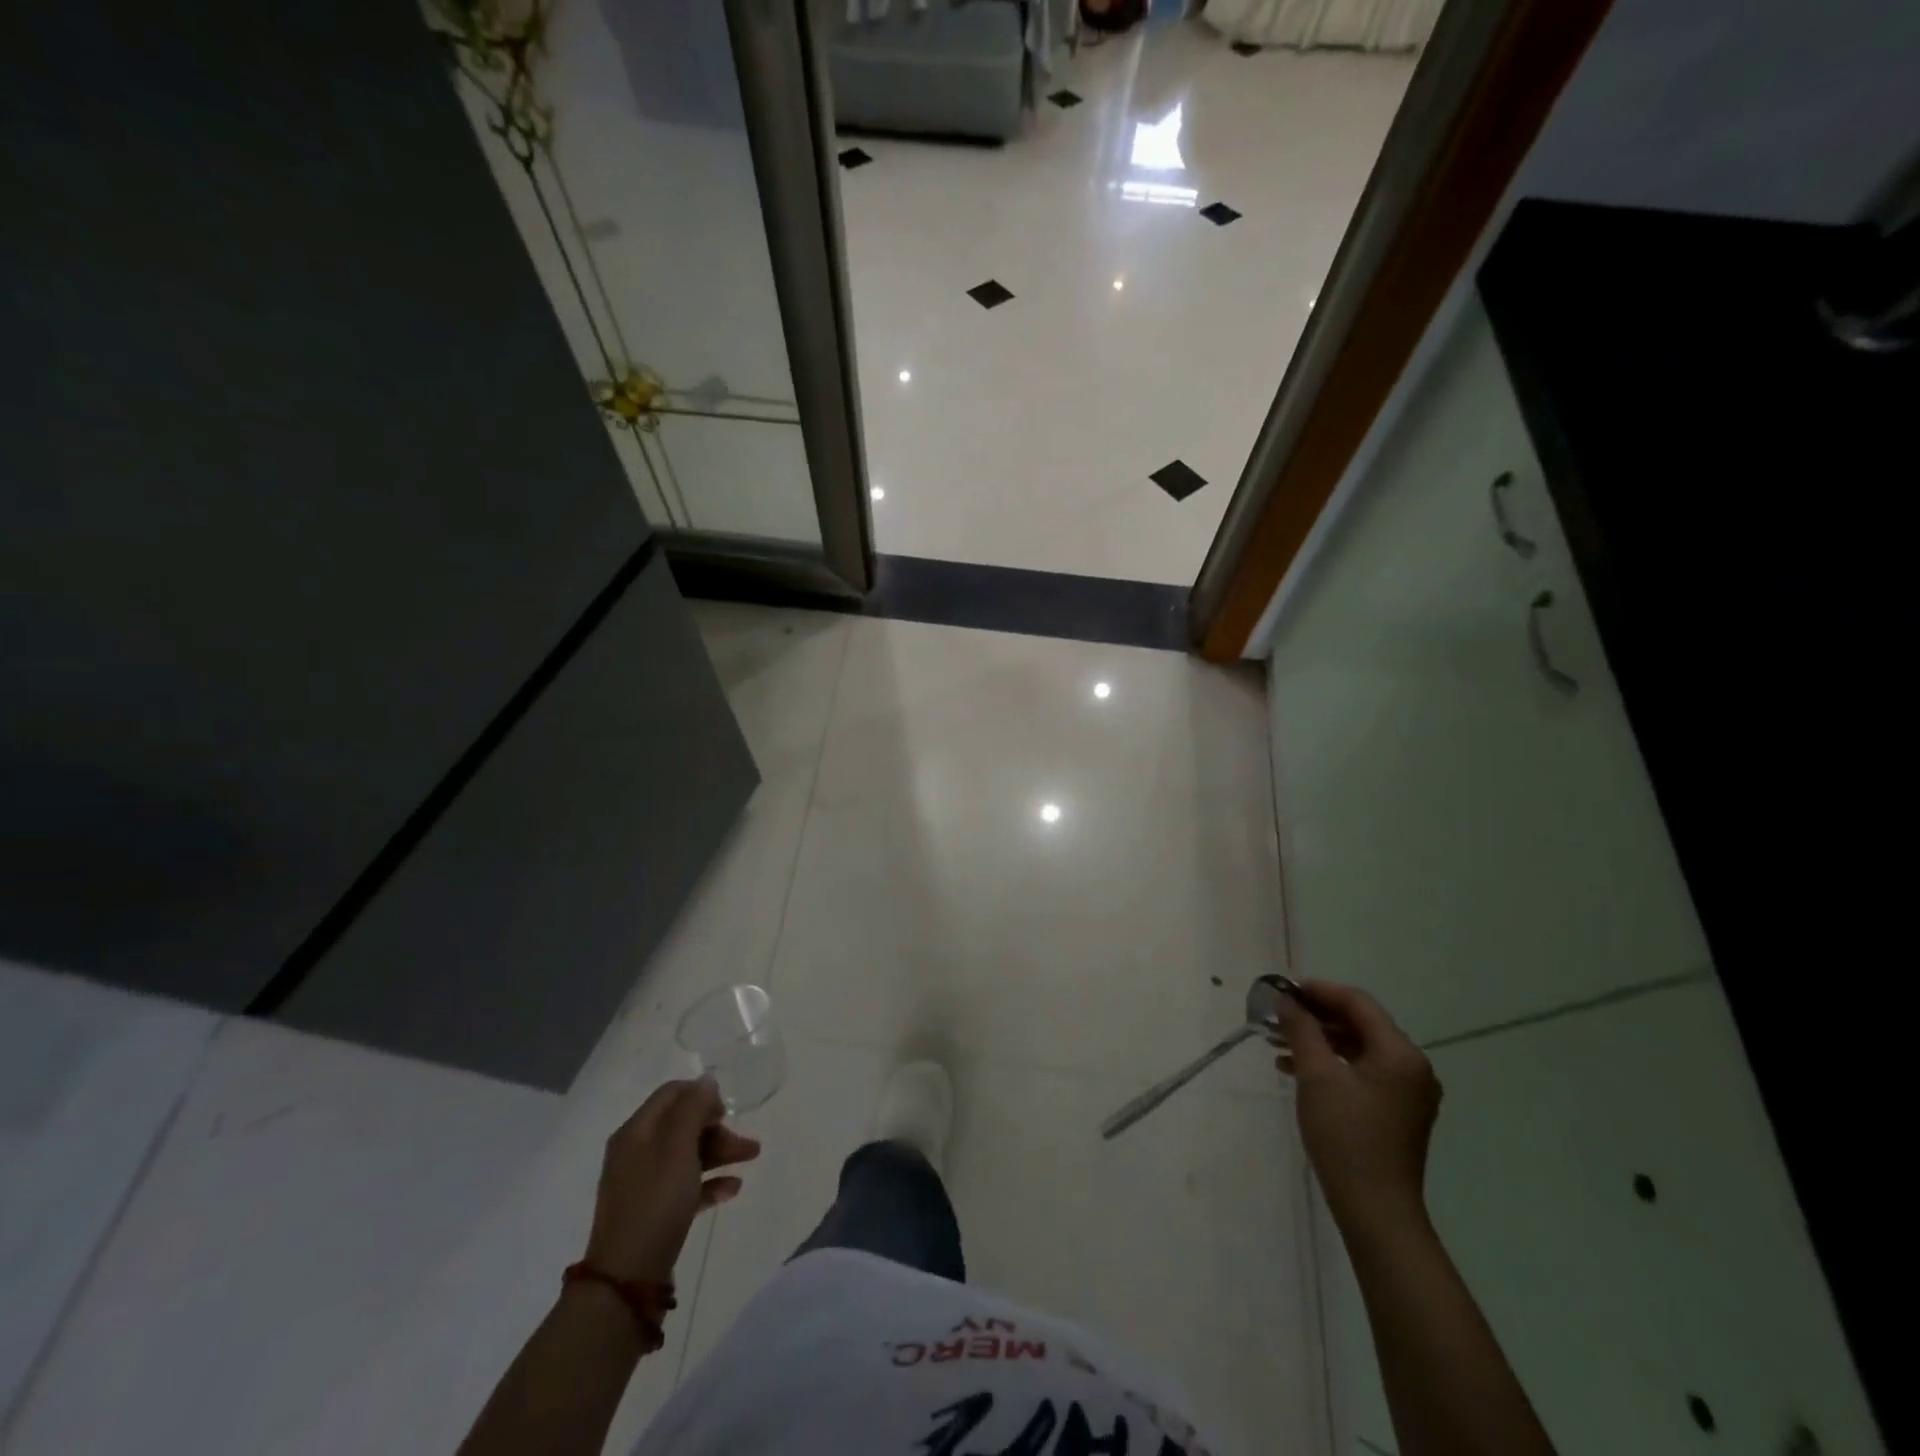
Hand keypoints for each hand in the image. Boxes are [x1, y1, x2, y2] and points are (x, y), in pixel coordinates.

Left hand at [582, 1078, 760, 1284]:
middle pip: (683, 1125)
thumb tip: (705, 1080)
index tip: (726, 1111)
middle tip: (745, 1143)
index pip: (671, 1094)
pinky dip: (710, 1182)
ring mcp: (644, 1184)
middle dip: (717, 1128)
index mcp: (636, 1132)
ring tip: (752, 1159)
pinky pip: (687, 1185)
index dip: (701, 1095)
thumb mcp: (677, 1148)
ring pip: (688, 1154)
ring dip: (720, 1152)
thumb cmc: (655, 1203)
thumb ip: (693, 1109)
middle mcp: (637, 1152)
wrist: (627, 1279)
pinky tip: (732, 1189)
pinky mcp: (654, 1211)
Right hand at [1277, 980, 1440, 1237]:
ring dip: (1319, 1040)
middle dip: (1316, 1016)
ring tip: (1278, 1043)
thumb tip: (1286, 999)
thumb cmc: (1346, 1136)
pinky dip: (1331, 1064)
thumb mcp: (1316, 1075)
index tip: (1283, 990)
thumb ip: (1302, 1029)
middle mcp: (1412, 1067)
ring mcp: (1408, 1092)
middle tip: (1277, 1015)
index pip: (1358, 1003)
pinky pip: (1362, 1071)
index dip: (1319, 990)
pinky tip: (1296, 1070)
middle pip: (1360, 1023)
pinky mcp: (1397, 1112)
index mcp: (1400, 1053)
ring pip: (1358, 1048)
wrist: (1376, 1210)